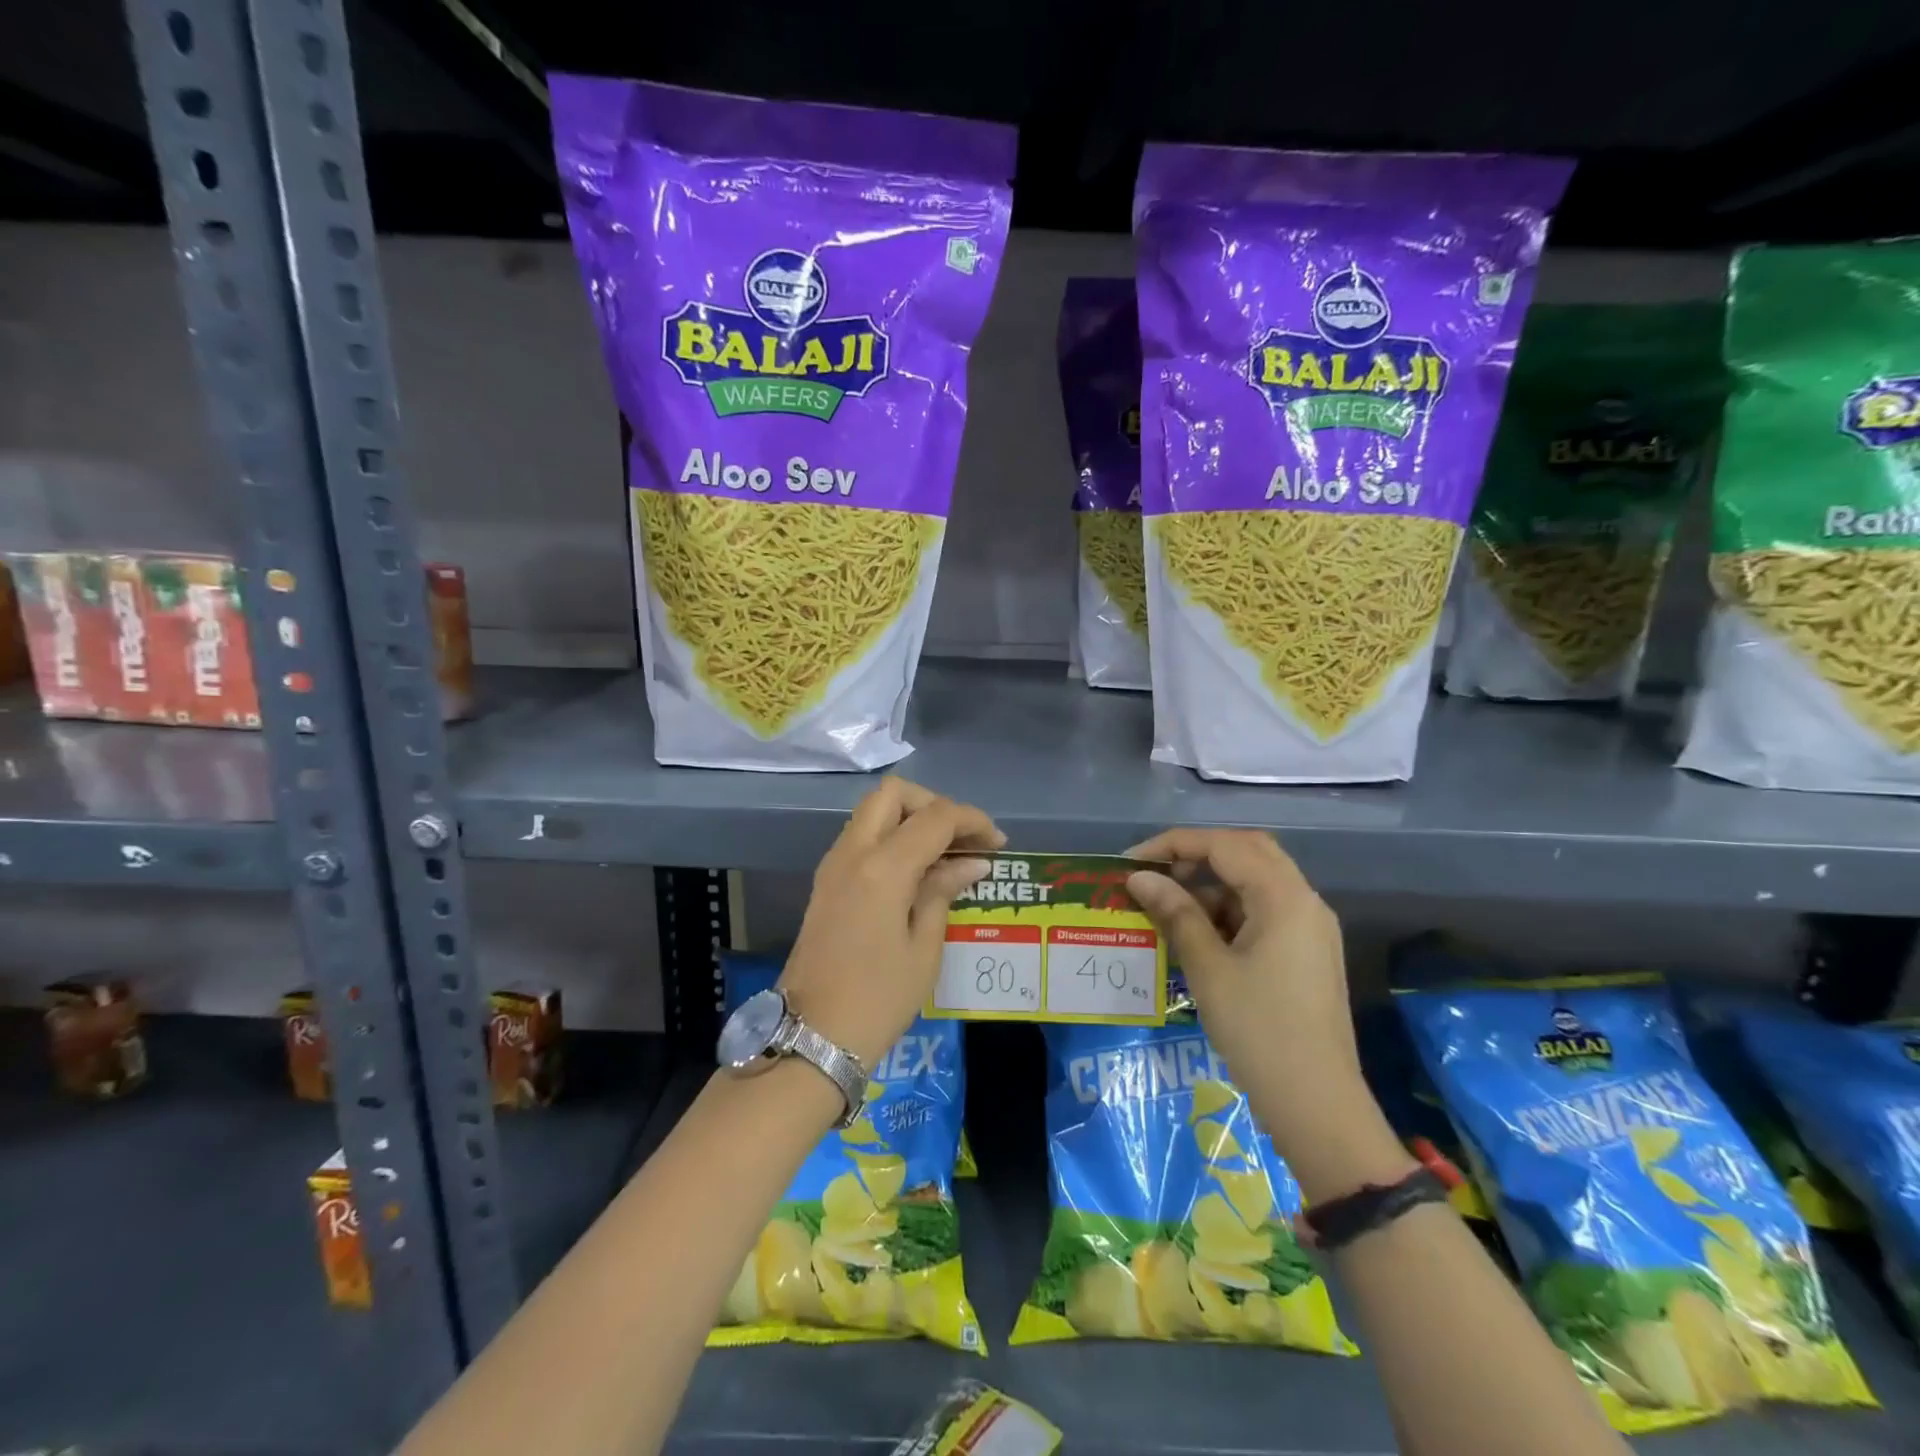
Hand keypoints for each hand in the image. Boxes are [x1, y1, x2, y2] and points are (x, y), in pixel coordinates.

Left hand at [781, 778, 1002, 1068]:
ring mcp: (833, 864)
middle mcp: (852, 852)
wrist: (812, 1036)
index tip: (998, 842)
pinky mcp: (826, 881)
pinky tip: (917, 870)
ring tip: (945, 853)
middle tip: (962, 838)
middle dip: (933, 804)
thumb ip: (943, 891)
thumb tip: (971, 863)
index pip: (935, 818)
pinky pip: (862, 836)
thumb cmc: (878, 998)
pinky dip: (891, 836)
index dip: (972, 821)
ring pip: (873, 811)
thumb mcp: (923, 948)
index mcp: (882, 868)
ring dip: (910, 818)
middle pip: (893, 794)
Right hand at [1125, 829, 1412, 1201]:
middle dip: (1197, 855)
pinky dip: (1229, 909)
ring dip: (1212, 883)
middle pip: (1247, 851)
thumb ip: (1175, 913)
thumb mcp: (1209, 968)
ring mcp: (1309, 927)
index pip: (1224, 845)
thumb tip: (1139, 878)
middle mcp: (1304, 901)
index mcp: (1284, 897)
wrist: (1317, 1104)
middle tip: (1155, 873)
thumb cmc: (1258, 1030)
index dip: (1174, 845)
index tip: (1131, 862)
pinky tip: (1198, 933)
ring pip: (1256, 881)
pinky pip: (1264, 910)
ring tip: (1168, 906)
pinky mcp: (1307, 952)